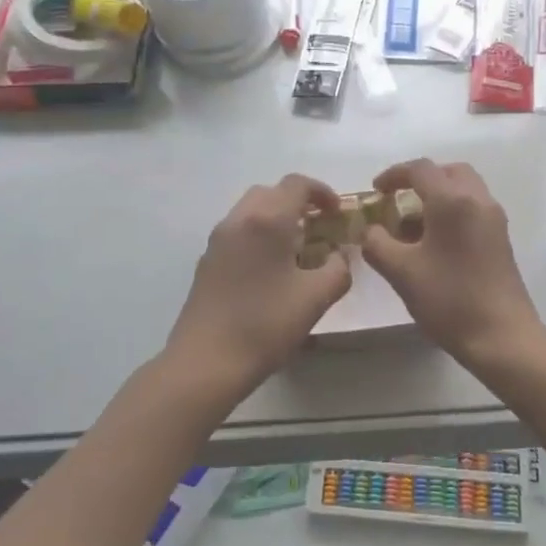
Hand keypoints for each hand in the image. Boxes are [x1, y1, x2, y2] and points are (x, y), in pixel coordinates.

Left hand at [164, 174, 353, 401]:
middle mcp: (239, 219)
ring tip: (297, 249)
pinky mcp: (207, 260)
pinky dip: (258, 235)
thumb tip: (338, 256)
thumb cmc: (265, 325)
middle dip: (298, 202)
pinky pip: (238, 231)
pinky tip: (269, 269)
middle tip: (319, 227)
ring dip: (276, 218)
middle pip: (271, 192)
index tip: (338, 214)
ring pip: (251, 211)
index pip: (297, 184)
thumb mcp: (316, 298)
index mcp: (267, 220)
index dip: (323, 192)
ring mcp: (218, 239)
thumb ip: (337, 269)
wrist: (206, 361)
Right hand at [360, 159, 545, 370]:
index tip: (375, 191)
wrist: (502, 337)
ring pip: (464, 189)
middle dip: (421, 180)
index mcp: (452, 201)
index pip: (420, 169)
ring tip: (413, 225)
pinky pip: (474, 208)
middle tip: (398, 200)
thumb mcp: (401, 272)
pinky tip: (435, 242)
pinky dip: (453, 211)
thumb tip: (370, 230)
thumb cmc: (449, 300)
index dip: (393, 175)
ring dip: (438, 196)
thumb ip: (376, 244)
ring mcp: (494, 219)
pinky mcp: (501, 239)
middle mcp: (478, 200)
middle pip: (448, 172)